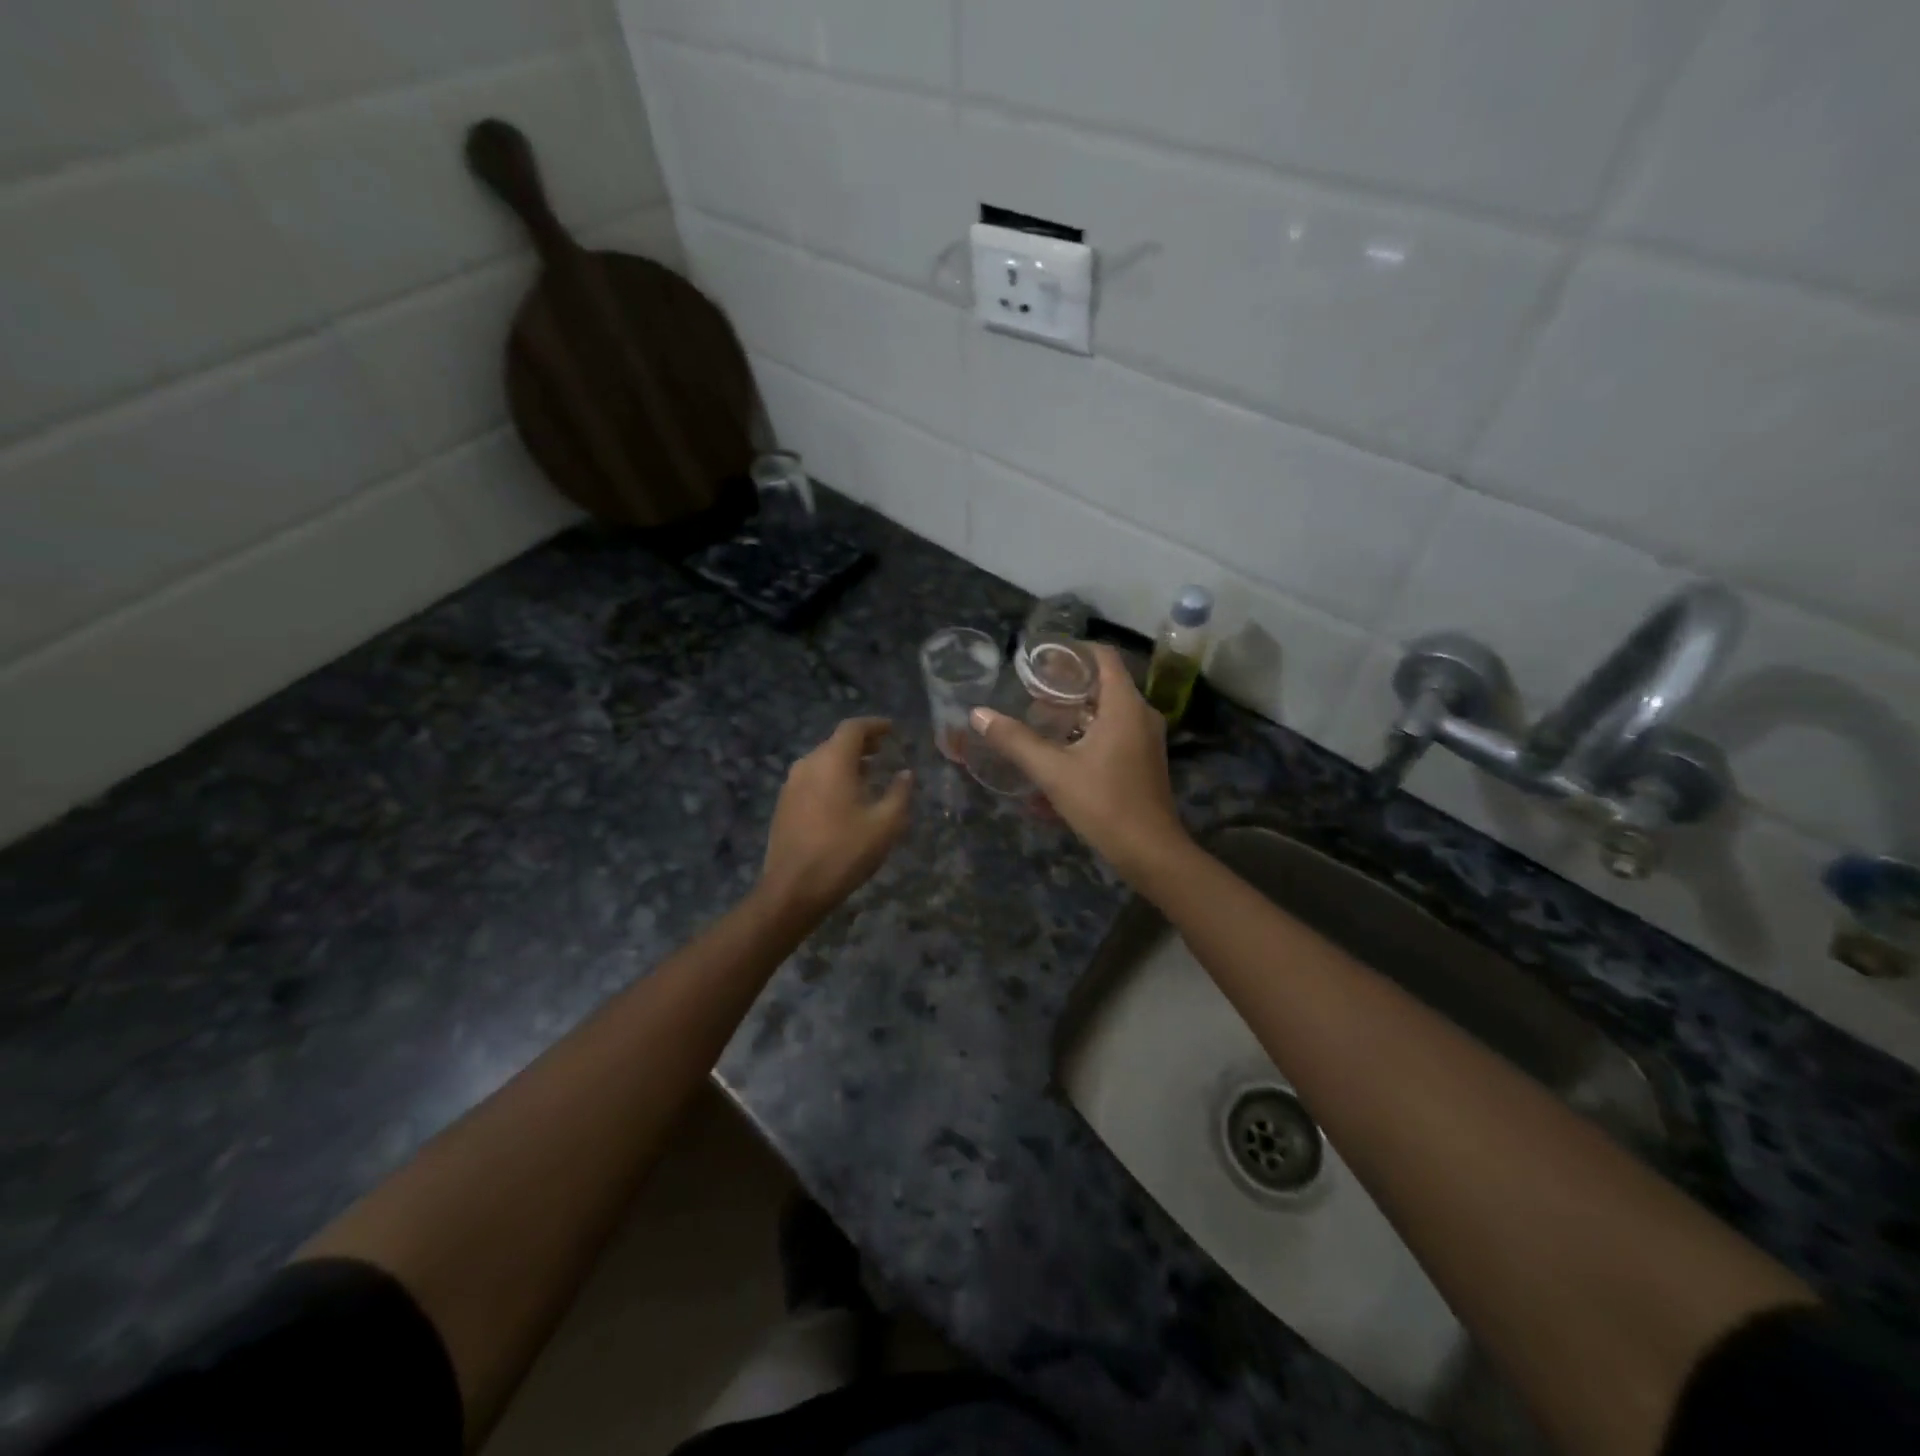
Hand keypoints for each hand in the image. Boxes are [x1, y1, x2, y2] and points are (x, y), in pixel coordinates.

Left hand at [759, 718, 912, 920]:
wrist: (793, 889)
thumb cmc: (844, 851)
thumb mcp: (885, 824)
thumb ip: (899, 793)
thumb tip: (906, 773)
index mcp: (832, 762)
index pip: (853, 728)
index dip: (875, 725)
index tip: (892, 729)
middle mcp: (807, 765)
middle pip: (836, 742)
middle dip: (861, 743)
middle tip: (883, 749)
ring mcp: (791, 785)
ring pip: (822, 761)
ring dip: (845, 762)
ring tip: (868, 773)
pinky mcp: (783, 805)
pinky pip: (811, 779)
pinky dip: (831, 777)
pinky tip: (844, 797)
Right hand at [970, 645, 1190, 881]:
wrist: (1150, 852)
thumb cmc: (1104, 804)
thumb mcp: (1053, 772)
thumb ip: (1015, 741)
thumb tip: (978, 714)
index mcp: (1125, 706)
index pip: (1103, 656)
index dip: (1072, 651)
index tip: (1040, 659)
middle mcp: (1141, 714)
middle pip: (1104, 682)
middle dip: (1067, 683)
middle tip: (1031, 691)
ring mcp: (1146, 738)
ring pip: (1108, 708)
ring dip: (1076, 709)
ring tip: (1041, 718)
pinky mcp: (1144, 759)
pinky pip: (1114, 729)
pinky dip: (1088, 729)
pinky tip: (1062, 748)